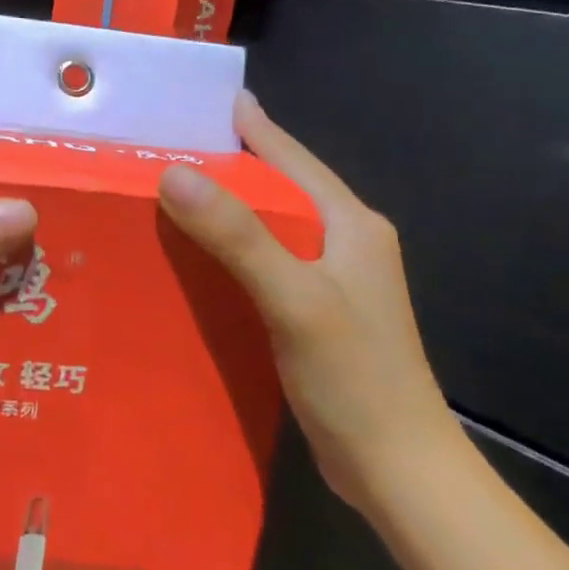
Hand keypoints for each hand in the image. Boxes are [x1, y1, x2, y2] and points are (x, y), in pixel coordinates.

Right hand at [156, 94, 459, 507]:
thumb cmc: (354, 377)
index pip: (292, 158)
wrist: (399, 470)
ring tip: (171, 193)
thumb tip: (175, 172)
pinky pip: (266, 262)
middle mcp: (346, 241)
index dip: (252, 127)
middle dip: (230, 164)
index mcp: (351, 224)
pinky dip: (231, 250)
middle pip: (280, 187)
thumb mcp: (294, 299)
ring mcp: (333, 279)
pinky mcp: (316, 311)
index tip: (207, 99)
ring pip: (270, 226)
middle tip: (170, 146)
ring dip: (227, 208)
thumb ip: (238, 235)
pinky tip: (196, 257)